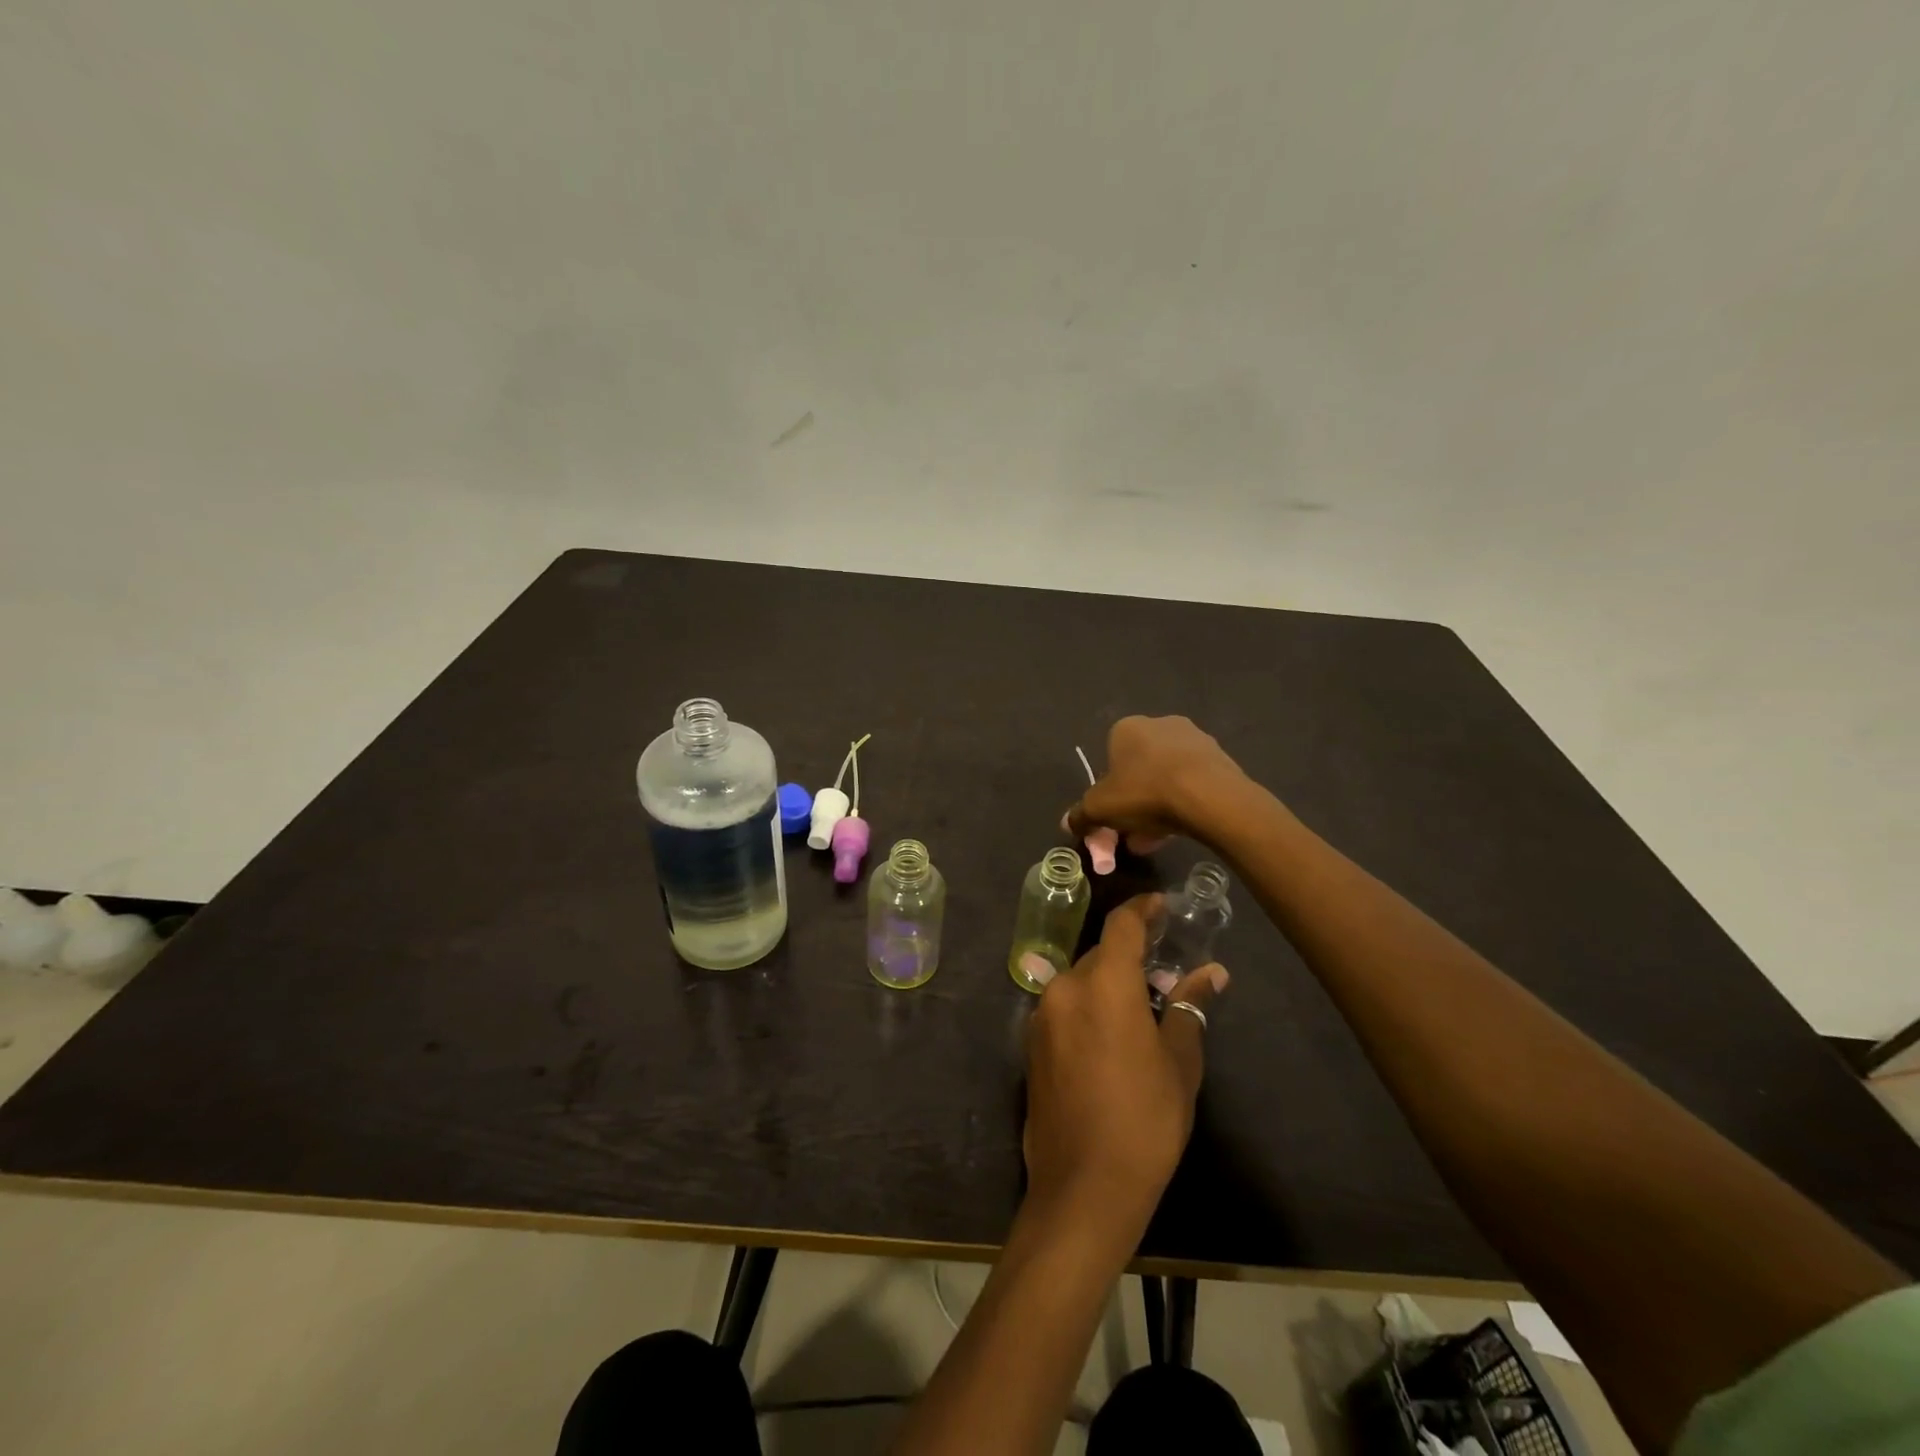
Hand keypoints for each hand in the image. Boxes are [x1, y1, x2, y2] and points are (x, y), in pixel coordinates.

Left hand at [1022, 896, 1228, 1232]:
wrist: (1083, 1186)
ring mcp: (1042, 1015)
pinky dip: (1089, 1008)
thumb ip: (1190, 1008)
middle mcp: (1065, 987)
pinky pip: (1065, 1008)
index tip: (1161, 905)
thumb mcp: (1179, 1063)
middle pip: (1100, 955)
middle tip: (1164, 972)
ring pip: (1081, 982)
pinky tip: (1111, 1036)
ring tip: (1143, 1008)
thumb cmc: (1144, 1119)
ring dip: (1109, 985)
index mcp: (1103, 983)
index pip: (1122, 925)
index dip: (1143, 909)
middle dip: (1130, 957)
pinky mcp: (1031, 1044)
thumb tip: (1211, 972)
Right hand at [1065, 715, 1248, 851]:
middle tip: (1134, 830)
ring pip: (1167, 775)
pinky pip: (1192, 781)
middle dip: (1134, 799)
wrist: (1210, 797)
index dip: (1109, 789)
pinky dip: (1184, 801)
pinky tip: (1183, 827)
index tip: (1113, 814)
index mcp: (1127, 728)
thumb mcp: (1100, 809)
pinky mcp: (1219, 756)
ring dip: (1159, 803)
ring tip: (1159, 837)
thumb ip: (1081, 815)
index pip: (1110, 757)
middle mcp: (1160, 724)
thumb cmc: (1145, 793)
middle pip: (1139, 768)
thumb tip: (1067, 823)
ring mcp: (1194, 738)